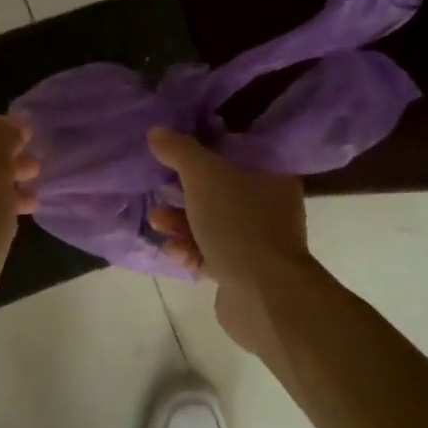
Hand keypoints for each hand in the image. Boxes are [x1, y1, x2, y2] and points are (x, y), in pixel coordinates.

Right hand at [147, 128, 312, 359]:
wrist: (263, 295)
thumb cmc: (238, 223)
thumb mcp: (204, 176)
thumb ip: (179, 151)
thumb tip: (157, 132)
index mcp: (271, 176)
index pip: (237, 151)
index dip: (206, 148)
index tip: (174, 151)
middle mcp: (270, 206)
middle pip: (220, 189)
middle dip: (184, 191)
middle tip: (159, 189)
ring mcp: (258, 242)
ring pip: (212, 224)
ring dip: (181, 222)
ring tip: (156, 222)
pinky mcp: (243, 272)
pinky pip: (210, 253)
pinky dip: (190, 250)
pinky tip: (174, 251)